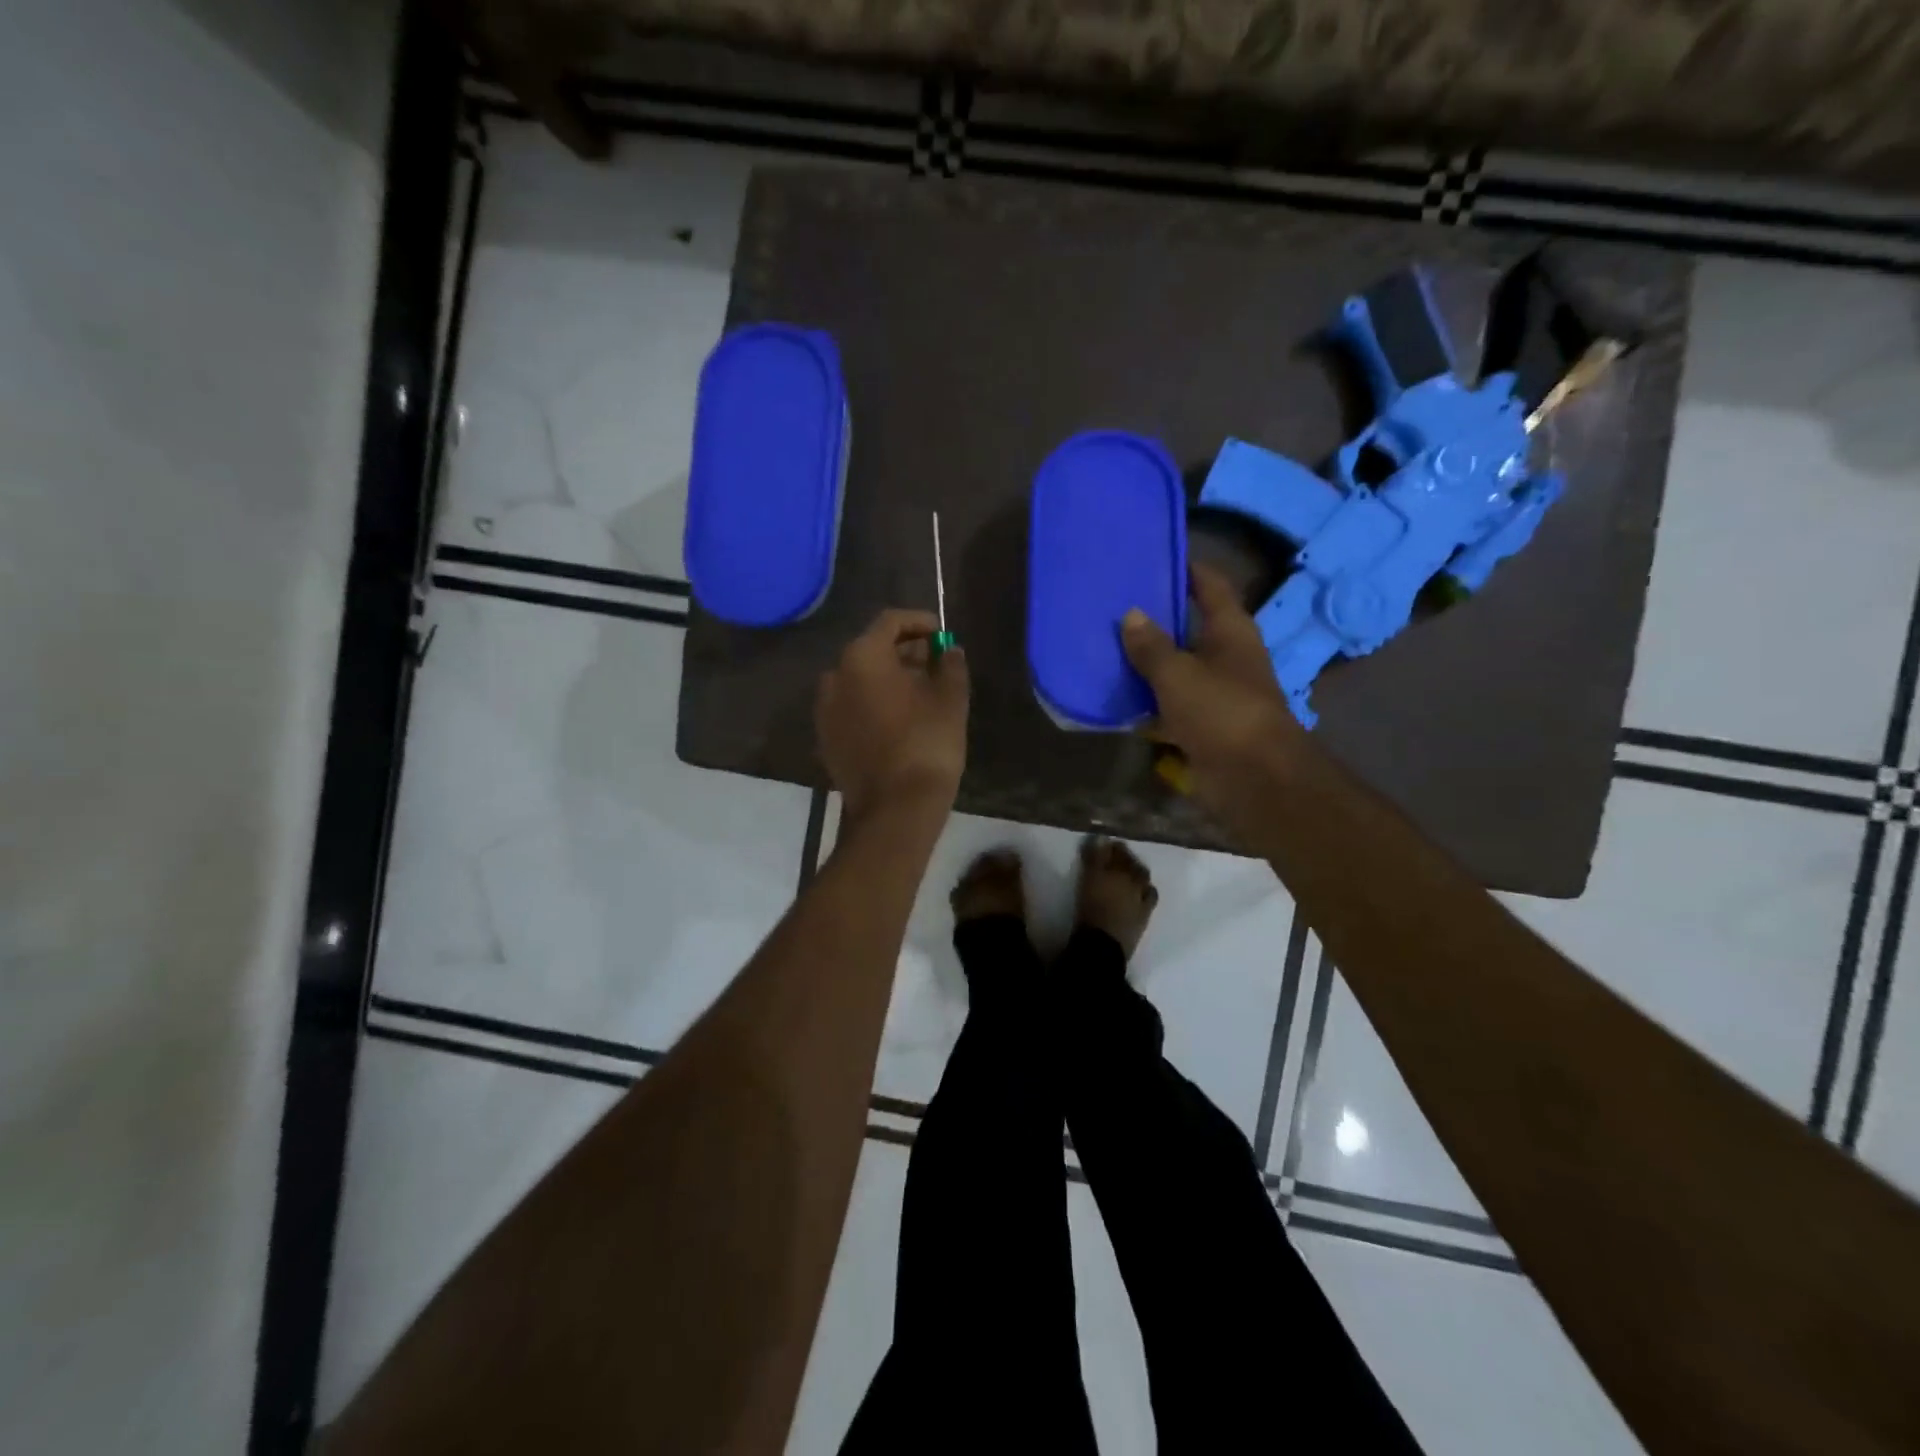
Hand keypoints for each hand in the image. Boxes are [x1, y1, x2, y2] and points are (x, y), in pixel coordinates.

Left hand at [816, 609, 969, 824]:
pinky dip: (873, 703)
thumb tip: (948, 651)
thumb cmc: (926, 744)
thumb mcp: (950, 699)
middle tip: (934, 663)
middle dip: (904, 652)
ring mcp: (825, 709)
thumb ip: (950, 665)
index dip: (919, 622)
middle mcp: (834, 676)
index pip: (890, 622)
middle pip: (871, 650)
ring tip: (920, 692)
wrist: (894, 809)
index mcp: (862, 657)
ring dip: (887, 678)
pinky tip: (898, 719)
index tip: (942, 634)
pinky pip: (851, 707)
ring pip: (859, 680)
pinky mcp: (825, 738)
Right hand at [1122, 564, 1303, 811]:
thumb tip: (1131, 614)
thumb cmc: (1221, 712)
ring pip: (1177, 669)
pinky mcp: (1202, 725)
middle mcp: (1226, 657)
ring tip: (1106, 646)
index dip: (1188, 568)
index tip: (1156, 555)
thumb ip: (1151, 646)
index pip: (1211, 586)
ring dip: (1148, 662)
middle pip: (1190, 628)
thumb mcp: (1179, 674)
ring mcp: (1215, 693)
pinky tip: (1116, 696)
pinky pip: (1169, 705)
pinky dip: (1147, 701)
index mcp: (1230, 632)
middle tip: (1116, 604)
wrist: (1253, 778)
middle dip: (1157, 618)